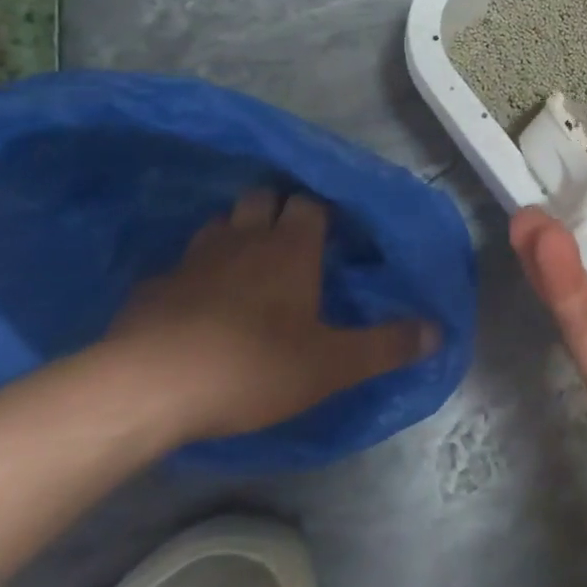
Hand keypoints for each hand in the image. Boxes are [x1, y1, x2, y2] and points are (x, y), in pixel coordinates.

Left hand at [105, 190, 427, 444]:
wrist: (148, 388)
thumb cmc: (253, 366)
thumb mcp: (332, 364)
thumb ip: (386, 345)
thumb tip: (438, 330)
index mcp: (291, 248)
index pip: (311, 203)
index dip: (321, 212)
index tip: (332, 232)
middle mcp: (244, 239)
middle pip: (261, 198)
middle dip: (276, 209)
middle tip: (289, 241)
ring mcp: (193, 258)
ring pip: (220, 224)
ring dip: (235, 234)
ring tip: (244, 262)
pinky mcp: (153, 287)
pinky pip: (179, 266)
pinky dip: (192, 273)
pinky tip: (194, 302)